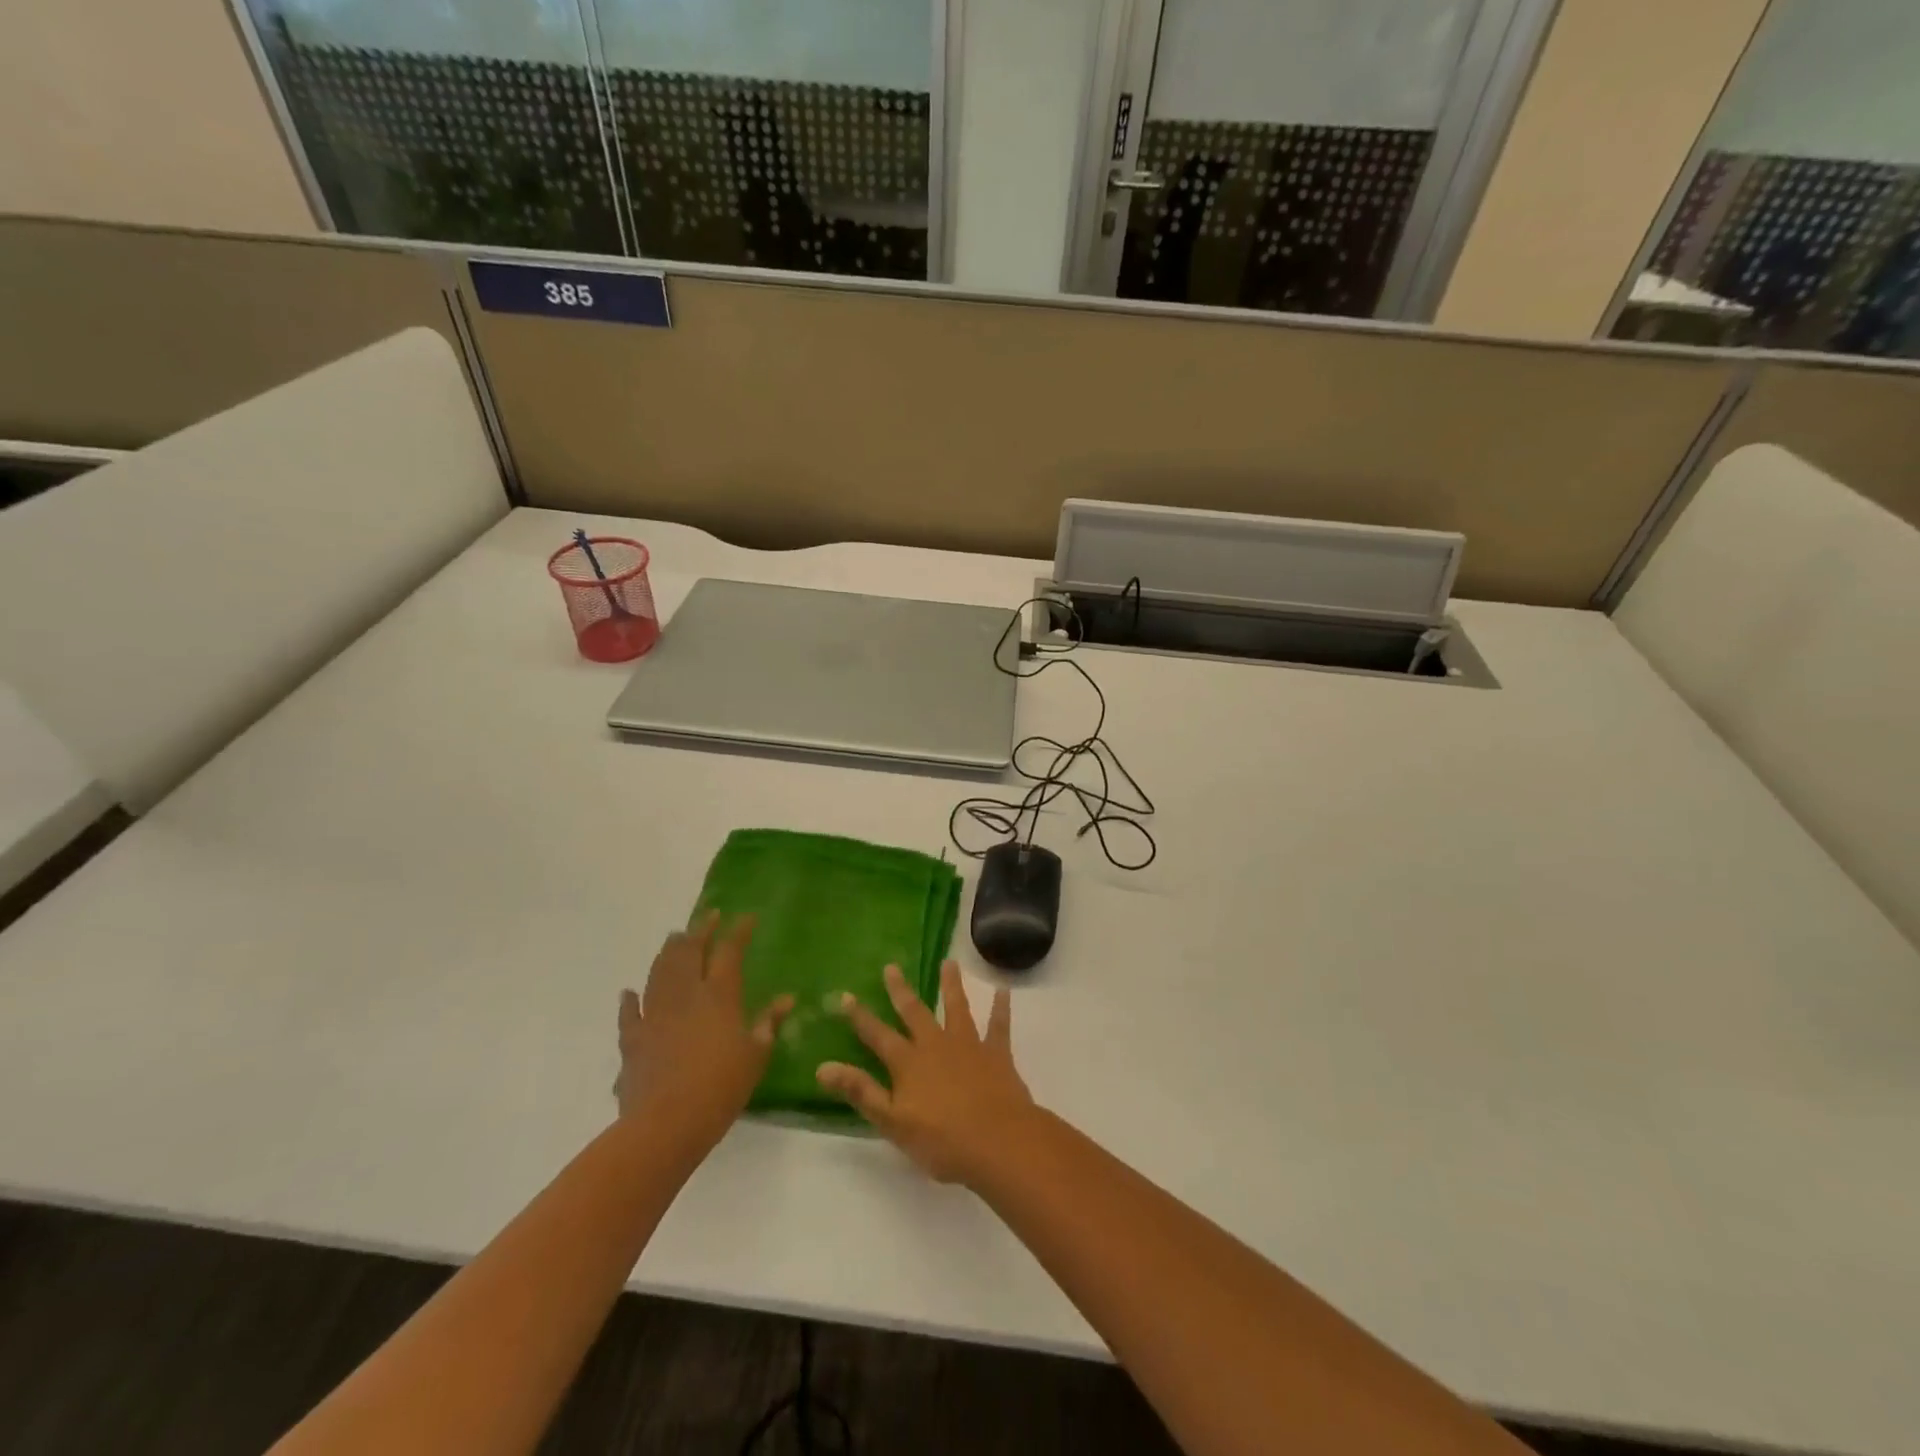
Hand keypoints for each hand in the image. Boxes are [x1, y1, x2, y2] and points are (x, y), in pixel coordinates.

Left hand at [617, 912, 792, 1156]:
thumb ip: (768, 1023)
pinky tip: (630, 991)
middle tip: (709, 916)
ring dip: (668, 952)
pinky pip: (629, 1012)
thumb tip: (786, 999)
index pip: (729, 951)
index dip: (739, 931)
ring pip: (659, 972)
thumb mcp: (756, 1056)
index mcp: (719, 995)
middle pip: (689, 952)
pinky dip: (630, 999)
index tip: (747, 917)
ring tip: (675, 938)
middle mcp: (685, 995)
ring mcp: (654, 1014)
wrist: (666, 1123)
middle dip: (700, 930)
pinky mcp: (632, 1039)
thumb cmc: (721, 1087)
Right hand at [816, 960, 1033, 1185]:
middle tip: (892, 966)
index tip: (845, 995)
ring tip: (949, 962)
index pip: (878, 1036)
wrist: (998, 1141)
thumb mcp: (892, 1121)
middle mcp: (936, 1044)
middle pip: (915, 1012)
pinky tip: (1003, 991)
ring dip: (951, 985)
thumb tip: (822, 1067)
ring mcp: (968, 1045)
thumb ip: (860, 1091)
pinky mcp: (996, 1053)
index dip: (860, 1017)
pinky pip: (999, 1025)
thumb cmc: (942, 1140)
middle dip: (901, 990)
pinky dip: (1001, 1008)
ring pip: (957, 1008)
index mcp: (909, 1062)